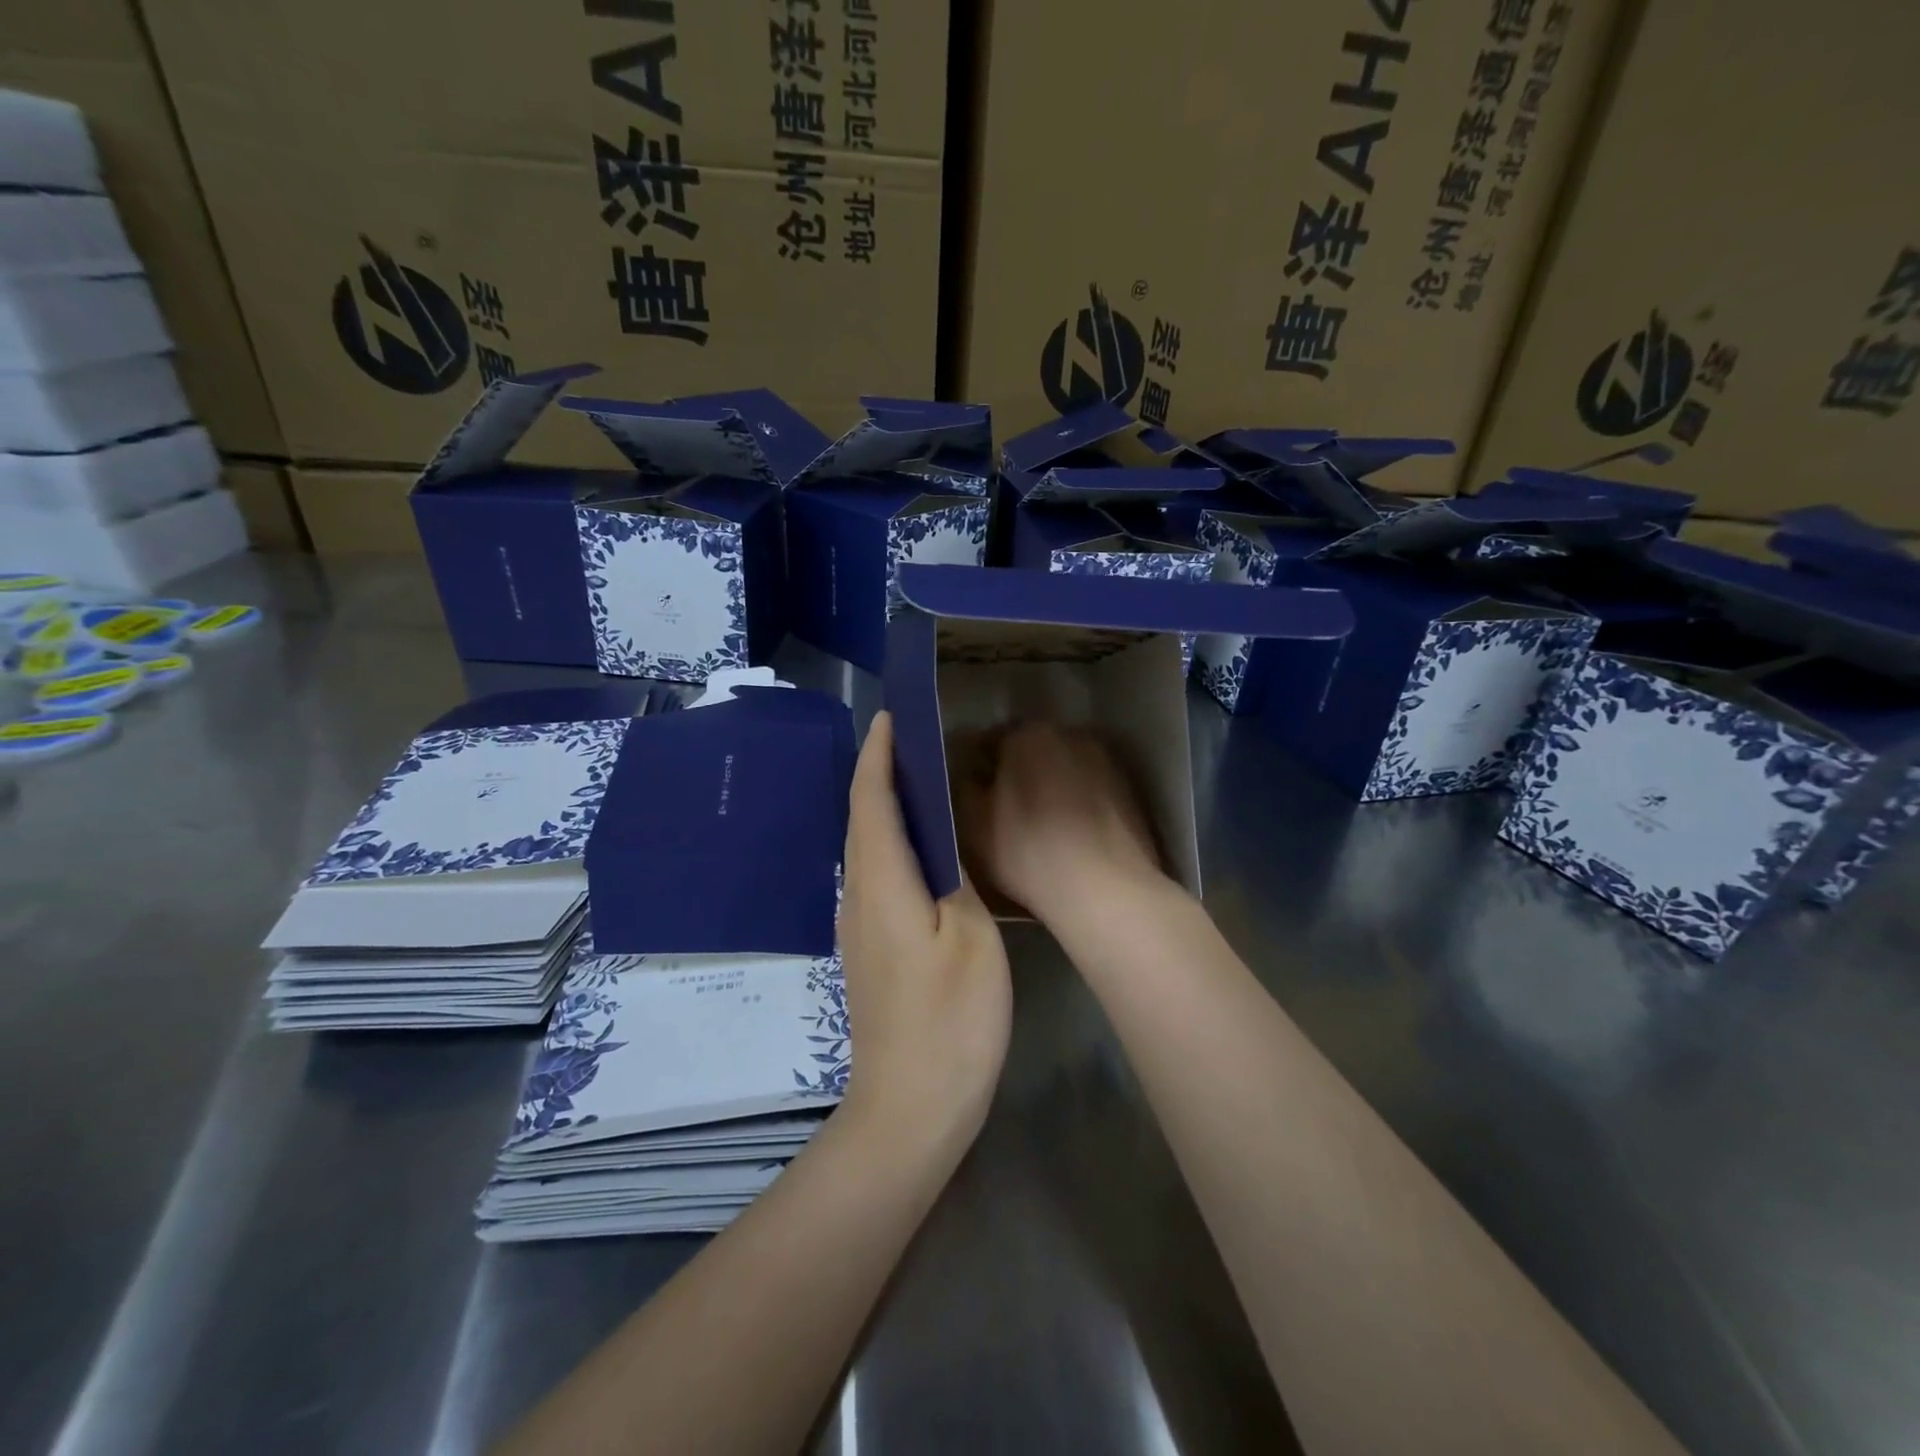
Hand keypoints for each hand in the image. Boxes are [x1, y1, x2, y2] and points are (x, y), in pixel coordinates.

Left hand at [838, 712, 1011, 1144]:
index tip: (890, 717)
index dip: (878, 756)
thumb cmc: (950, 1022)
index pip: (871, 801)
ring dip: (883, 807)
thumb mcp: (970, 939)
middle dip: (878, 773)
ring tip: (918, 780)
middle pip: (860, 819)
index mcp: (881, 884)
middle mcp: (857, 897)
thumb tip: (941, 840)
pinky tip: (918, 847)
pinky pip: (873, 874)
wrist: (909, 1108)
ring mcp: (857, 927)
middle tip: (911, 739)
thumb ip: (954, 879)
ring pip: (864, 848)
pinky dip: (889, 842)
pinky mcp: (867, 950)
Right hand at [958, 721, 1171, 929]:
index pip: (989, 740)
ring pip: (1063, 770)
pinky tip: (1069, 837)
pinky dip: (1077, 804)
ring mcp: (1106, 762)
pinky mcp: (1130, 792)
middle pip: (1031, 750)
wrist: (1106, 890)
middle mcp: (1071, 736)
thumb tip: (975, 776)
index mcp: (1028, 734)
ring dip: (1049, 787)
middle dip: (1015, 773)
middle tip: (1001, 810)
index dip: (976, 768)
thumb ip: (967, 788)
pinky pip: (1089, 792)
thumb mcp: (974, 823)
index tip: (972, 794)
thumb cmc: (1028, 851)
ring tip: (1038, 826)